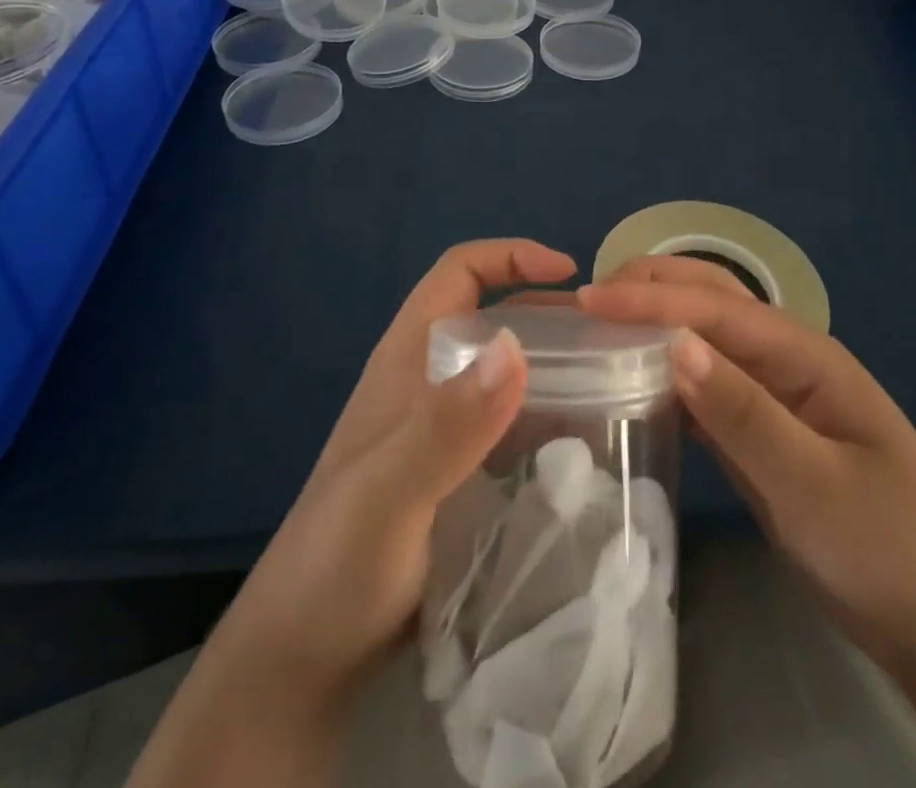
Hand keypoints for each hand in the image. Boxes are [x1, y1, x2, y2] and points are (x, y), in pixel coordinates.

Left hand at [226, 239, 576, 707]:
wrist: (302, 657)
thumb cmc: (337, 563)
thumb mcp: (390, 491)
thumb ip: (447, 423)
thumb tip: (516, 346)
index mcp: (407, 358)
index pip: (459, 272)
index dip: (512, 256)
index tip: (570, 273)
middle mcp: (426, 381)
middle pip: (492, 317)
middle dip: (548, 314)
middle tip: (610, 338)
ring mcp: (439, 429)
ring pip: (504, 372)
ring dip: (554, 367)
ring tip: (613, 385)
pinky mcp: (454, 473)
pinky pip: (509, 424)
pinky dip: (546, 418)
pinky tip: (582, 445)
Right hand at [577, 257, 915, 787]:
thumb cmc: (890, 551)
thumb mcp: (813, 485)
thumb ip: (743, 413)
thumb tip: (674, 342)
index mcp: (807, 356)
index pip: (715, 309)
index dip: (650, 299)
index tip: (588, 297)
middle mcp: (790, 362)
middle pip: (714, 304)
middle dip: (653, 288)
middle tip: (587, 295)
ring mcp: (780, 398)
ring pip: (709, 341)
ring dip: (657, 322)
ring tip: (600, 323)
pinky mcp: (769, 435)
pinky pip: (711, 387)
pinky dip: (671, 372)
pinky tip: (638, 379)